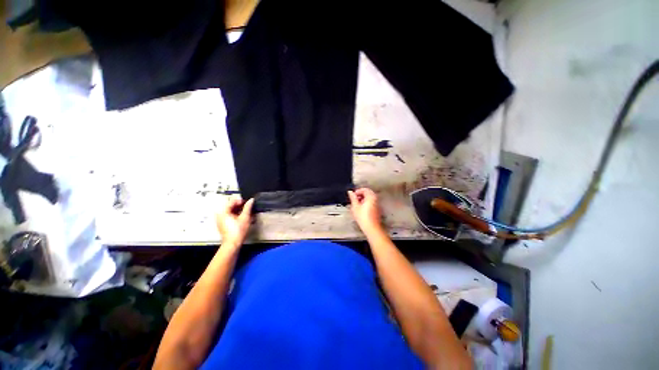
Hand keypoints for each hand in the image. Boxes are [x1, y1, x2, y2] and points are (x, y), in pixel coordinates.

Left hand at [216, 198, 253, 246]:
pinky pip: (229, 216)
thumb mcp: (245, 217)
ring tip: (247, 212)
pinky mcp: (223, 224)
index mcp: (223, 211)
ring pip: (230, 211)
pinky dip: (236, 215)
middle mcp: (220, 215)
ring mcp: (220, 220)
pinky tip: (243, 217)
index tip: (247, 202)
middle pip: (230, 206)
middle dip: (240, 205)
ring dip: (239, 210)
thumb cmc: (238, 231)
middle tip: (248, 207)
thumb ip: (248, 207)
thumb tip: (251, 200)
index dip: (240, 200)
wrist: (232, 243)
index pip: (232, 201)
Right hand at [348, 188, 382, 233]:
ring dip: (363, 199)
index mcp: (371, 197)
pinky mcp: (377, 210)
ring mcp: (377, 204)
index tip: (353, 195)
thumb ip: (353, 198)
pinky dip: (366, 203)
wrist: (371, 228)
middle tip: (354, 199)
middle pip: (368, 193)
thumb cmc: (363, 218)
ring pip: (370, 198)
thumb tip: (350, 192)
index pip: (365, 189)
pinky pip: (372, 203)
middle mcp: (375, 199)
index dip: (358, 191)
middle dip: (361, 195)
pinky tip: (362, 209)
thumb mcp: (355, 206)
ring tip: (357, 204)